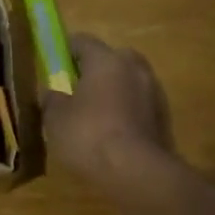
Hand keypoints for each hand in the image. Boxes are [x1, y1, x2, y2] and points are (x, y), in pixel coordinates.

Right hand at [40, 32, 175, 195]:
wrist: (137, 173)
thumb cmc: (89, 136)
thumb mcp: (55, 119)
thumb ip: (51, 99)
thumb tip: (51, 92)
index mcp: (106, 60)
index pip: (82, 41)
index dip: (65, 50)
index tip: (53, 64)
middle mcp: (133, 68)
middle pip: (111, 58)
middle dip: (93, 70)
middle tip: (75, 89)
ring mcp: (153, 92)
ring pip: (127, 82)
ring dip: (112, 91)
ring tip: (93, 114)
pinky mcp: (163, 118)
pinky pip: (138, 105)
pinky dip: (125, 111)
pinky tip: (111, 132)